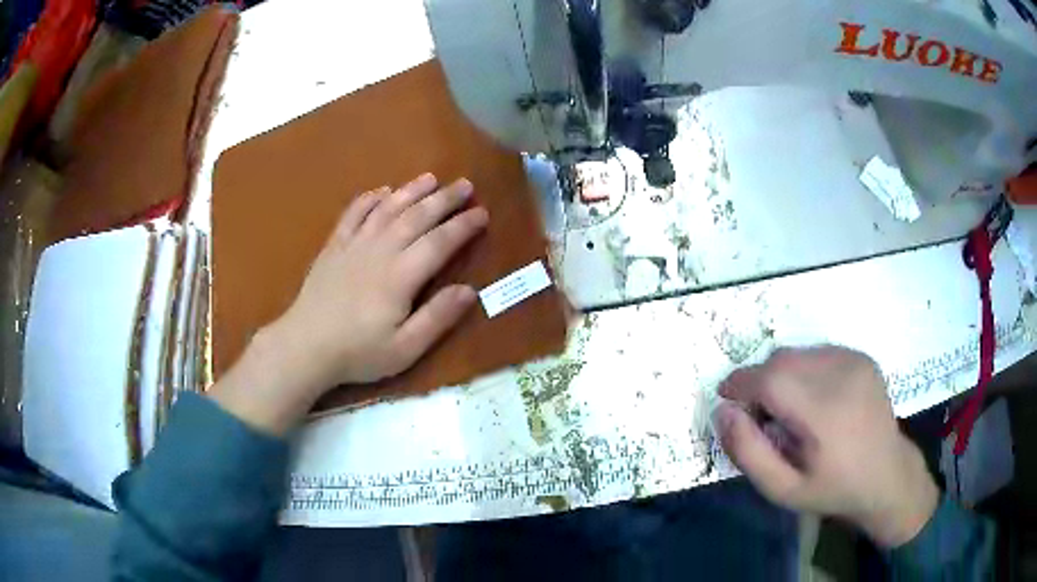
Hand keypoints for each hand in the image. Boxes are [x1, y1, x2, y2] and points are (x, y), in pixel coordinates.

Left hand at [211, 173, 488, 434]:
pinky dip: (369, 199)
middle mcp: (380, 250)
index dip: (463, 226)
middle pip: (417, 217)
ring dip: (411, 190)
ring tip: (431, 178)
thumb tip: (470, 290)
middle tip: (465, 185)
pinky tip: (382, 191)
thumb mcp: (405, 348)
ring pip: (387, 208)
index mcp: (401, 276)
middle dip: (444, 199)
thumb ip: (437, 318)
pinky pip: (353, 214)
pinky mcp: (334, 246)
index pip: (440, 242)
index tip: (483, 213)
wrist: (305, 347)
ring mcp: (354, 245)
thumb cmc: (358, 352)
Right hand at [713, 346, 939, 547]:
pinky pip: (816, 352)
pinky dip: (802, 370)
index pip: (771, 379)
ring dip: (780, 375)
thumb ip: (748, 452)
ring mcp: (855, 361)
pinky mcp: (861, 356)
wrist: (887, 474)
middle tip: (758, 414)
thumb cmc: (833, 489)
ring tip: (788, 410)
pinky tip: (812, 399)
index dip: (740, 383)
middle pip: (782, 360)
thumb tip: (723, 411)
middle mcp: (842, 376)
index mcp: (825, 413)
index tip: (726, 399)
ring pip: (797, 353)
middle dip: (758, 381)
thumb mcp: (783, 489)